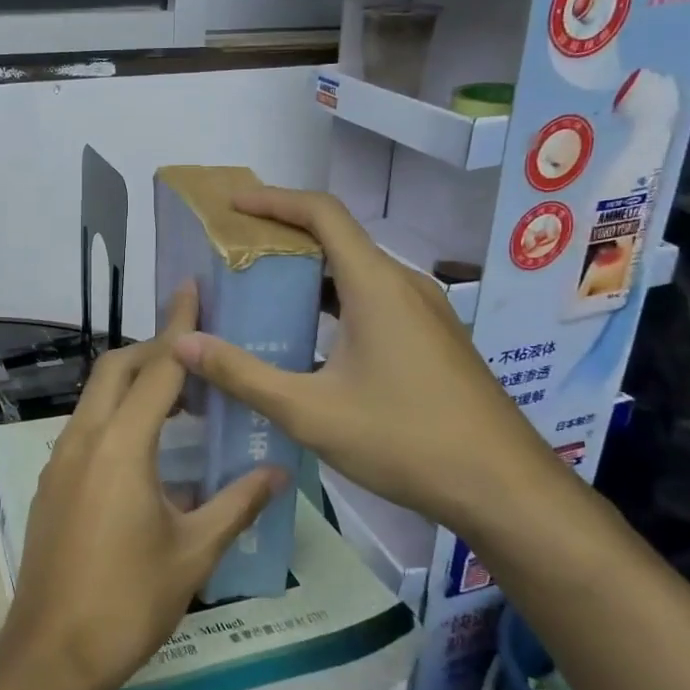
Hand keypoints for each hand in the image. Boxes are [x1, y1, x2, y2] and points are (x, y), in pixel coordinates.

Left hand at [1, 283, 281, 689]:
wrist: (51, 652)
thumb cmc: (129, 601)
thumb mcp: (194, 553)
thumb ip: (236, 504)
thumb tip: (277, 472)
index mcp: (121, 446)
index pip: (157, 370)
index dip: (179, 328)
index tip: (192, 289)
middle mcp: (84, 439)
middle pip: (116, 370)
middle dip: (153, 349)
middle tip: (196, 353)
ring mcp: (60, 460)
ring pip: (96, 397)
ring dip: (134, 383)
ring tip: (180, 398)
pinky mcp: (52, 482)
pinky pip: (87, 427)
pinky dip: (117, 415)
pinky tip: (147, 448)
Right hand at [171, 186, 565, 538]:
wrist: (505, 488)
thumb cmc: (405, 441)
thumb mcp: (310, 411)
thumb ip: (242, 375)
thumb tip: (185, 344)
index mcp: (376, 285)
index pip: (322, 213)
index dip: (274, 200)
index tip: (233, 207)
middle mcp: (404, 285)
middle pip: (339, 238)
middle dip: (284, 237)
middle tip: (235, 254)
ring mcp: (425, 312)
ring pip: (357, 273)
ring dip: (310, 274)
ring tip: (262, 293)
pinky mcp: (433, 339)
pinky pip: (375, 300)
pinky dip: (335, 302)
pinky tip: (310, 339)